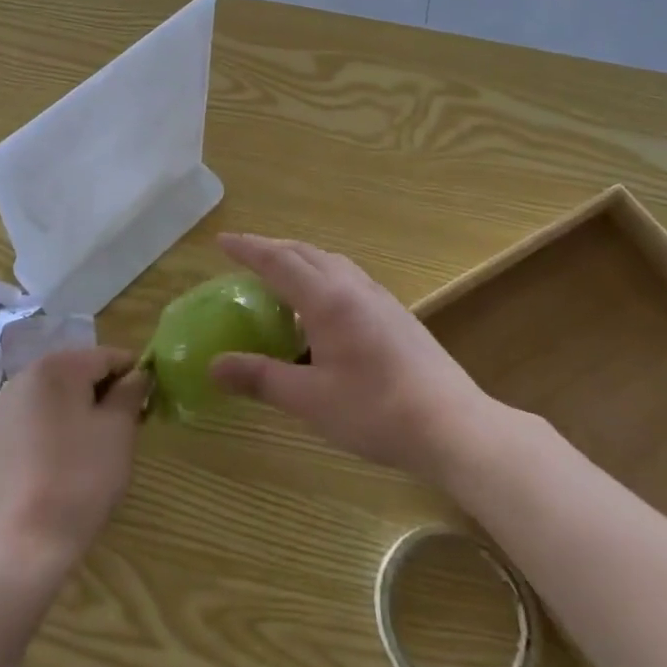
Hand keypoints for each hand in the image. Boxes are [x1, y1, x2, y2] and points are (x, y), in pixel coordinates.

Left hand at [0, 347, 146, 572]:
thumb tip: (139, 374)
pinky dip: (62, 424)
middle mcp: (25, 376)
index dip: (135, 374)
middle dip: (109, 391)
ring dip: (86, 407)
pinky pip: (41, 415)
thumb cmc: (80, 478)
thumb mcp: (119, 430)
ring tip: (105, 443)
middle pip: (81, 371)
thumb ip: (131, 391)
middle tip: (132, 424)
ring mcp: (8, 406)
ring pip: (60, 393)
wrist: (26, 544)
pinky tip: (74, 456)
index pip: (107, 356)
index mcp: (55, 366)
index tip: (152, 400)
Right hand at [209, 234, 497, 483]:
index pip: (278, 261)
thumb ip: (261, 378)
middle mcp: (353, 287)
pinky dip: (322, 274)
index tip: (221, 241)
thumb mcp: (310, 400)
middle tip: (244, 255)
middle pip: (305, 253)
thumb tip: (213, 366)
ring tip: (280, 275)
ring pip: (331, 261)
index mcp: (327, 300)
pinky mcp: (396, 314)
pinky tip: (322, 306)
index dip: (247, 249)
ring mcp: (379, 298)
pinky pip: (348, 277)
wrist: (454, 426)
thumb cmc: (376, 412)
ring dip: (299, 259)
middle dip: (271, 248)